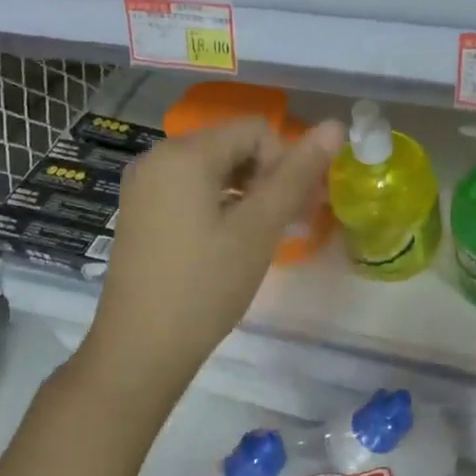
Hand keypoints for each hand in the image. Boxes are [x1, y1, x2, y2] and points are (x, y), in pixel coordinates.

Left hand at [84, 118, 344, 392]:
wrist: (140, 349)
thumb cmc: (206, 285)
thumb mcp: (259, 227)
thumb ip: (297, 174)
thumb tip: (335, 125)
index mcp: (184, 153)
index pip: (256, 130)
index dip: (285, 163)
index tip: (293, 210)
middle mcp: (157, 158)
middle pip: (233, 146)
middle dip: (268, 178)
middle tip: (287, 224)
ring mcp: (144, 186)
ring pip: (214, 170)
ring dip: (247, 194)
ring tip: (261, 237)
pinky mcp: (140, 212)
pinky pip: (191, 191)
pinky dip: (220, 206)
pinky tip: (229, 244)